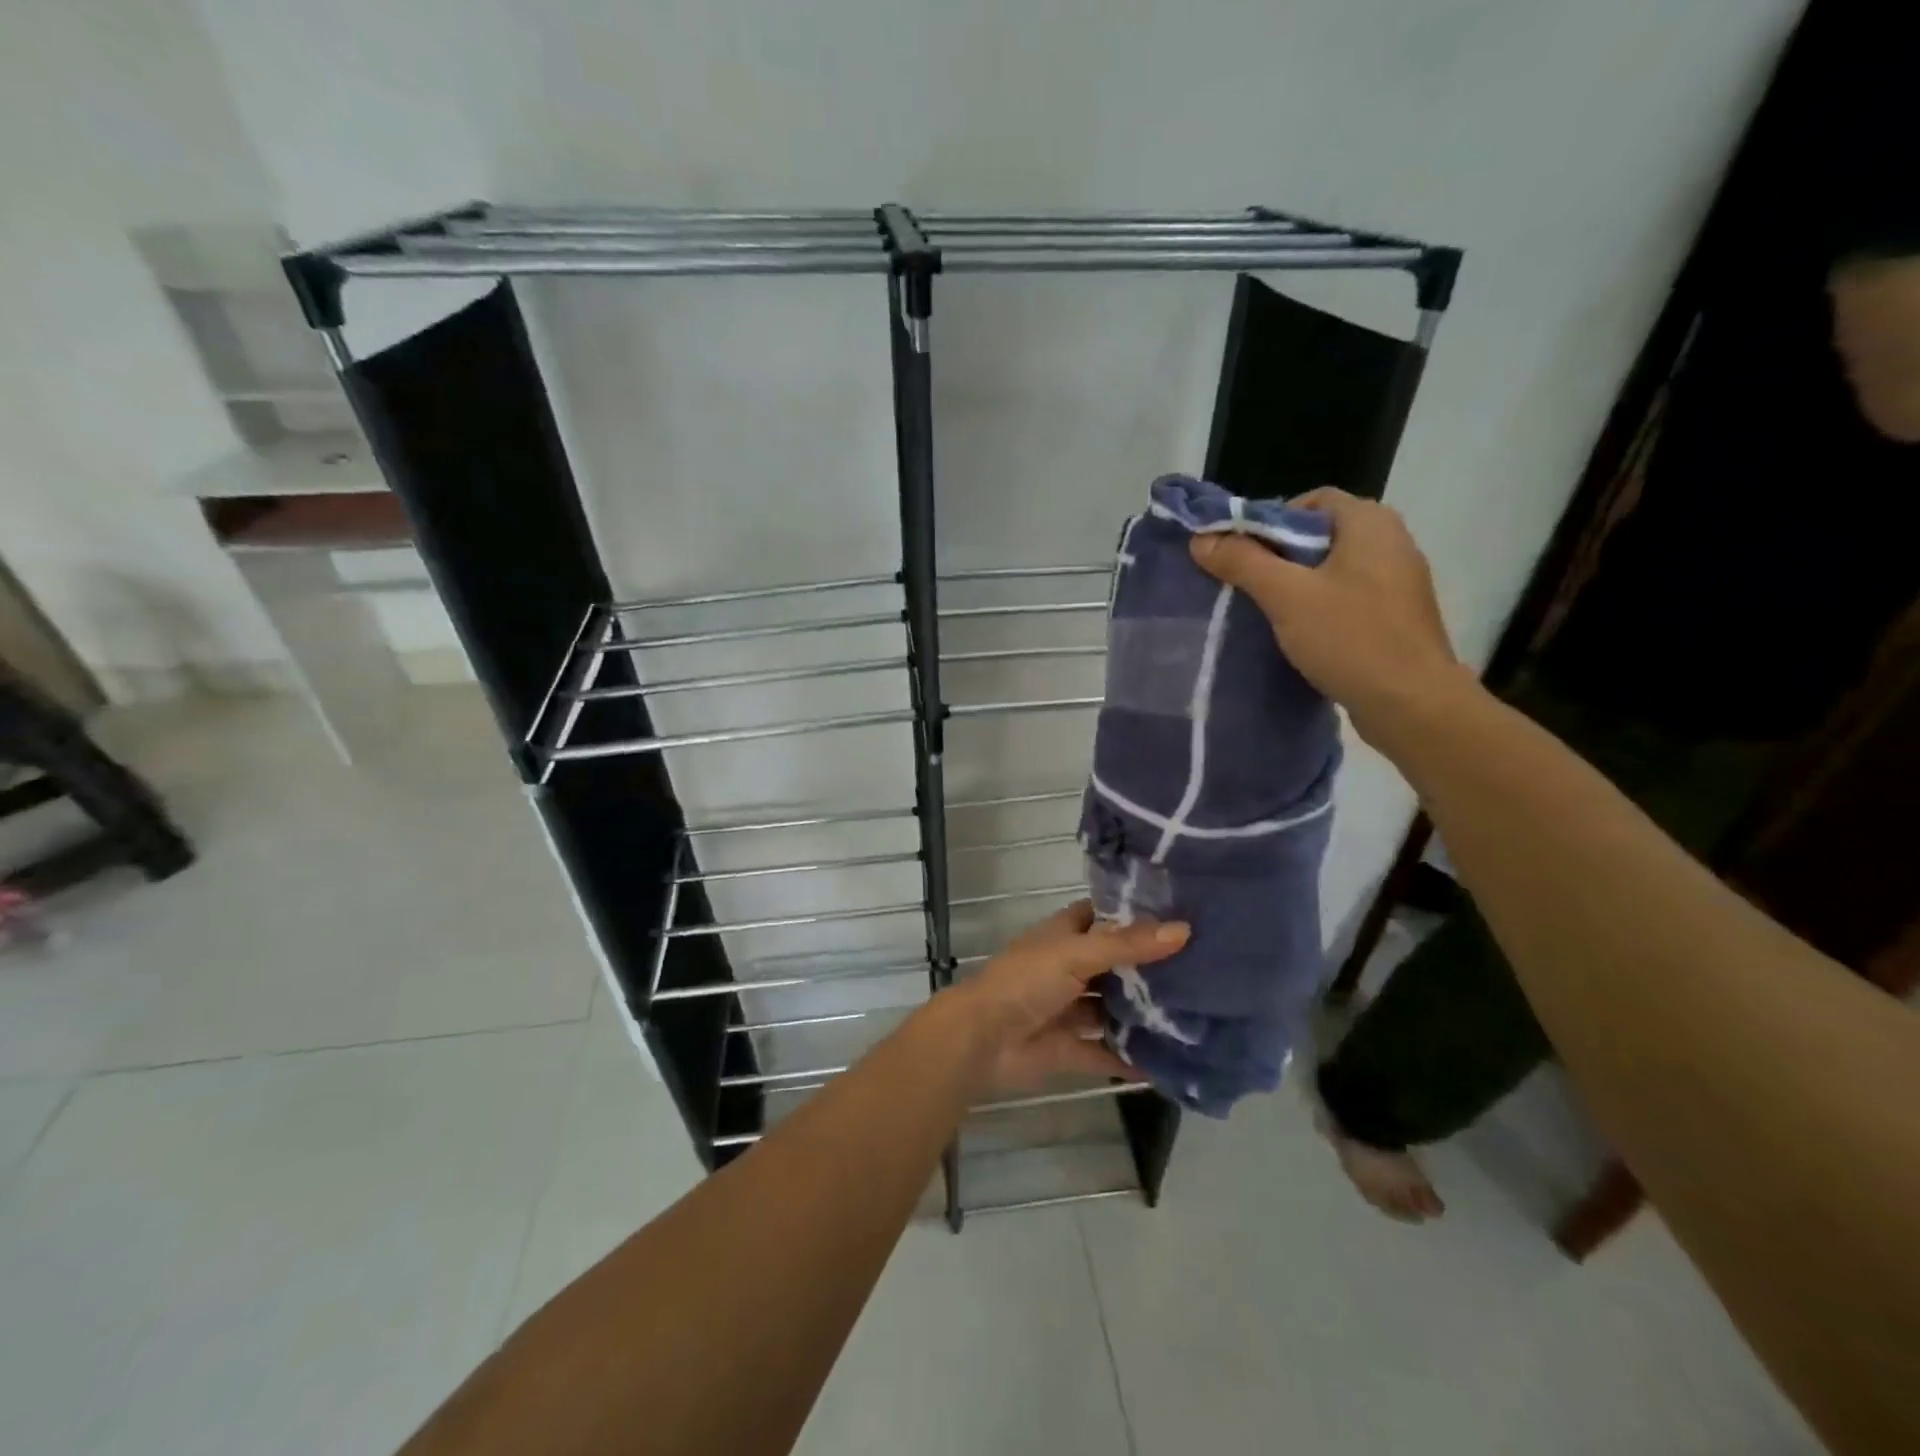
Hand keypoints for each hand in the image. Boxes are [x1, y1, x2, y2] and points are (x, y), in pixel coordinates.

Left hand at [951, 900, 1188, 1091]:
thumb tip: (1184, 930)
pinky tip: (1170, 1064)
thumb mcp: (1077, 954)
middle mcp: (1069, 968)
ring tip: (1198, 1015)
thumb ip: (1127, 945)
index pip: (1104, 916)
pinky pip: (1106, 1053)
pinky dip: (1131, 1060)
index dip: (1135, 915)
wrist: (982, 1040)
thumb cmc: (1026, 981)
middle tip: (1203, 970)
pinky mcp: (1069, 1048)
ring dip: (1143, 1015)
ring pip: (1113, 1010)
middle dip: (1150, 969)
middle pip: (1115, 965)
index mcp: (1065, 936)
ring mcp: (1068, 1009)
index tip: (1181, 915)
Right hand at [1189, 487, 1471, 748]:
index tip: (1242, 553)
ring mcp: (1399, 580)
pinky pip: (1349, 596)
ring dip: (1298, 584)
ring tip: (1267, 611)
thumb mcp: (1286, 596)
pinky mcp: (1397, 615)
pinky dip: (1321, 606)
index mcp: (1370, 522)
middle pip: (1321, 534)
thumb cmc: (1350, 638)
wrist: (1412, 703)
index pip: (1312, 500)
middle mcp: (1391, 541)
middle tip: (1246, 583)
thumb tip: (1201, 540)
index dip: (1271, 520)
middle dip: (1280, 555)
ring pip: (1334, 568)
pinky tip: (1300, 633)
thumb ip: (1243, 563)